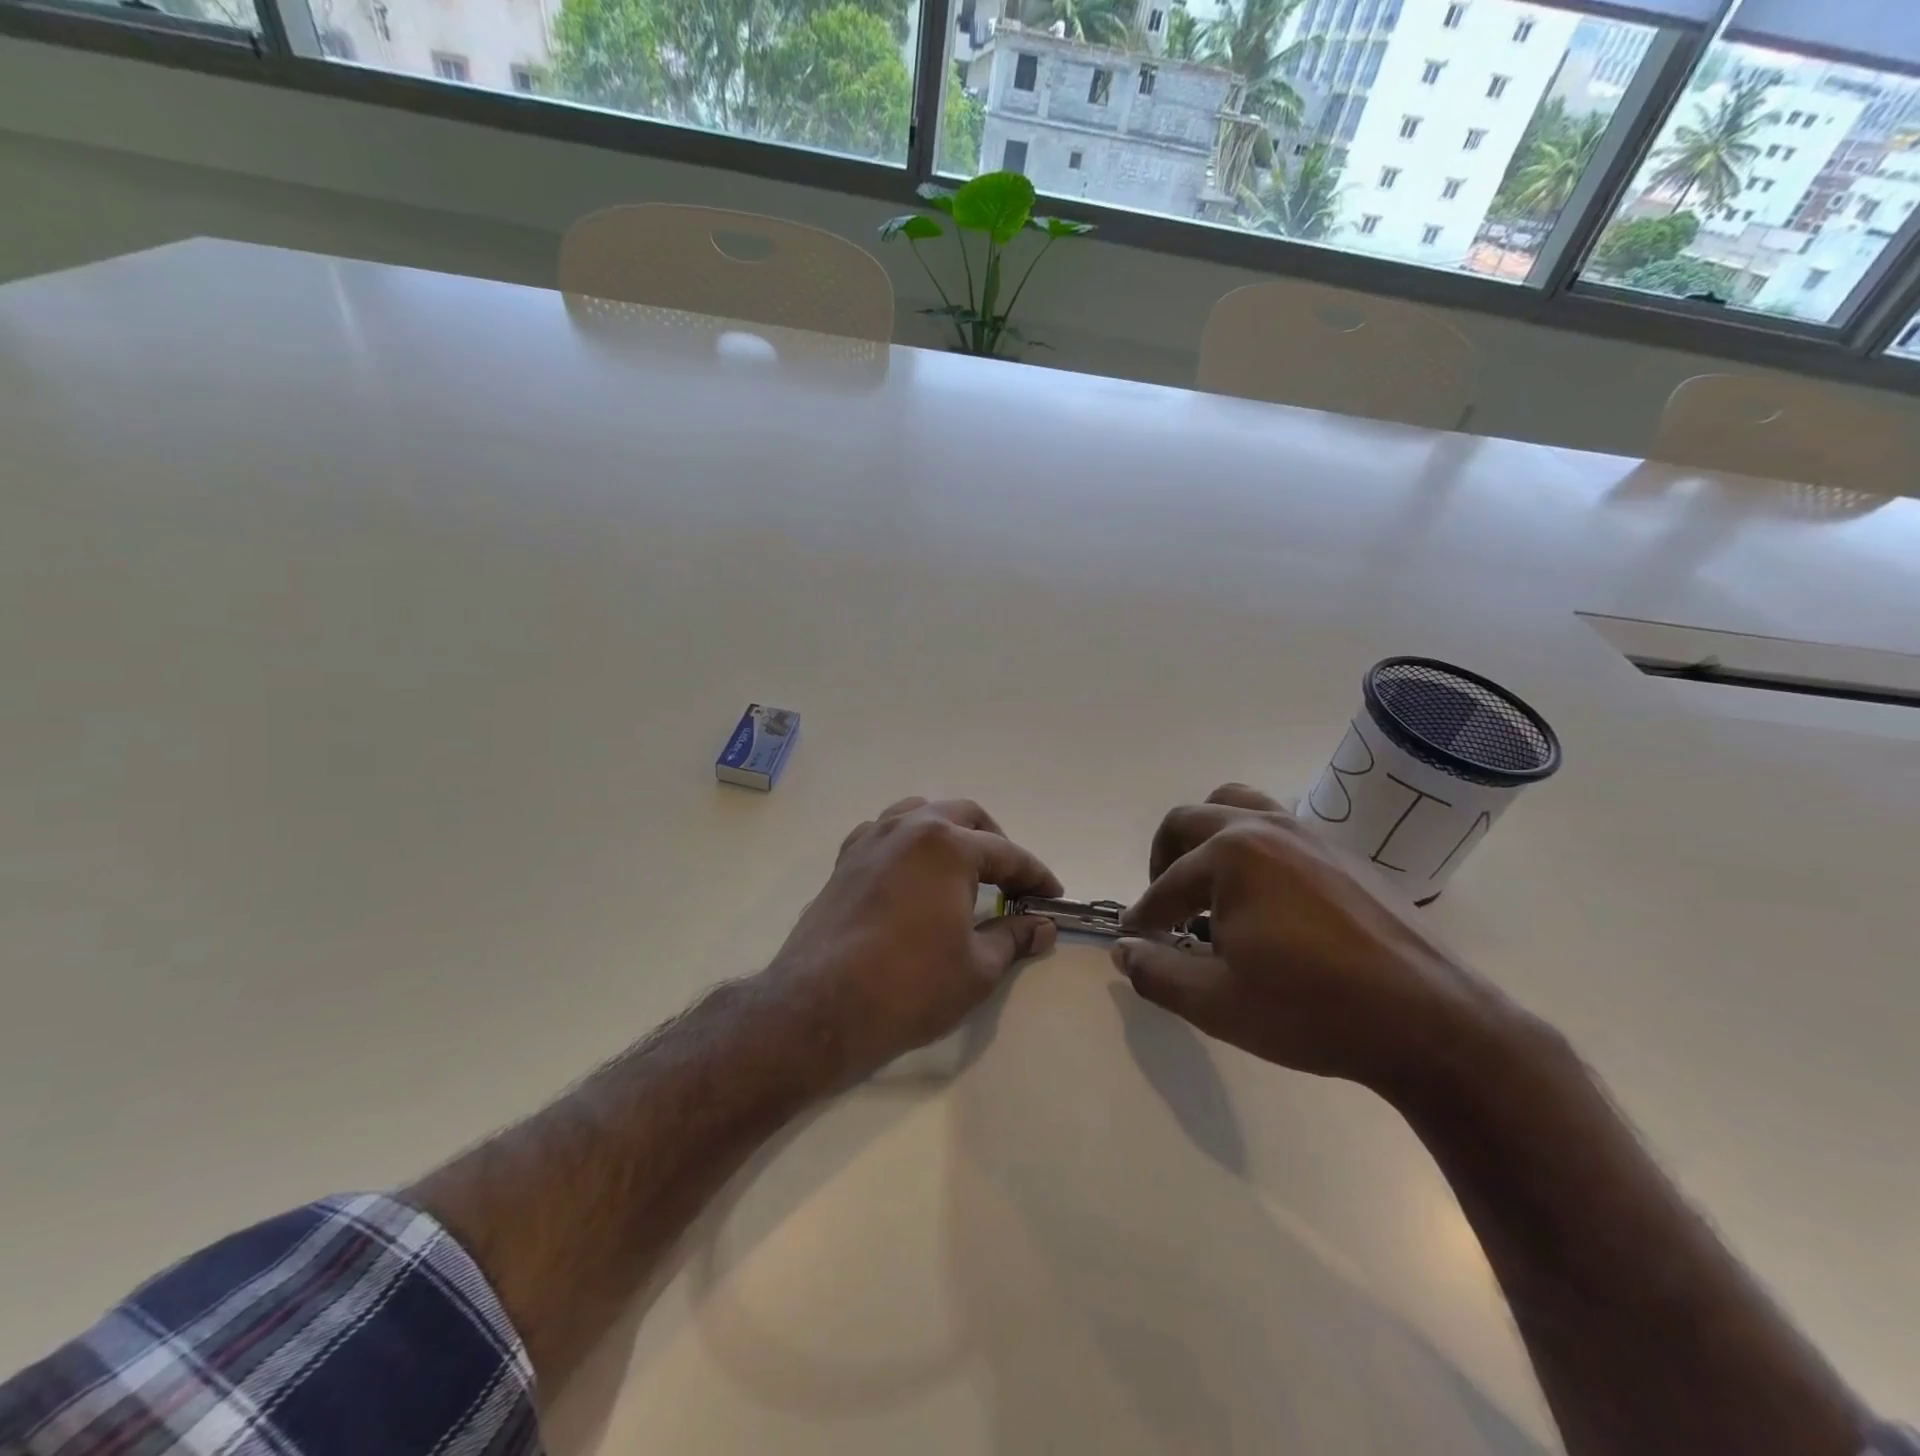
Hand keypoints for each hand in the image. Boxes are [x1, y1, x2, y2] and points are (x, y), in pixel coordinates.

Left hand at [766, 797, 1061, 1082]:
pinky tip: (911, 873)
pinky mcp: (844, 861)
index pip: (1007, 853)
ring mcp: (871, 840)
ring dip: (949, 831)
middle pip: (965, 816)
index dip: (1035, 875)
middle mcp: (909, 828)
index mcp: (948, 845)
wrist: (821, 1007)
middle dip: (995, 842)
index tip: (1052, 896)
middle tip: (1011, 879)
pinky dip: (907, 843)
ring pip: (920, 813)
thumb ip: (1014, 937)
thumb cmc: (910, 986)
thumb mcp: (977, 967)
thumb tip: (1043, 927)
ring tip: (963, 867)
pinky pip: (884, 832)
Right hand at [1114, 784, 1513, 1097]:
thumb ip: (1156, 973)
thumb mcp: (1217, 1003)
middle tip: (1165, 908)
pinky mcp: (1340, 851)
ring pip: (1235, 806)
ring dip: (1206, 837)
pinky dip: (1249, 844)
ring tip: (1208, 884)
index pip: (1166, 884)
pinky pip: (1276, 824)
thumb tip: (1122, 951)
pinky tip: (1263, 896)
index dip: (1143, 917)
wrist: (1433, 1024)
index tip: (1134, 942)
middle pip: (1189, 821)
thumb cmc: (1313, 1011)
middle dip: (1163, 861)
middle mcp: (1264, 828)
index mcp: (1230, 856)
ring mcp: (1308, 833)